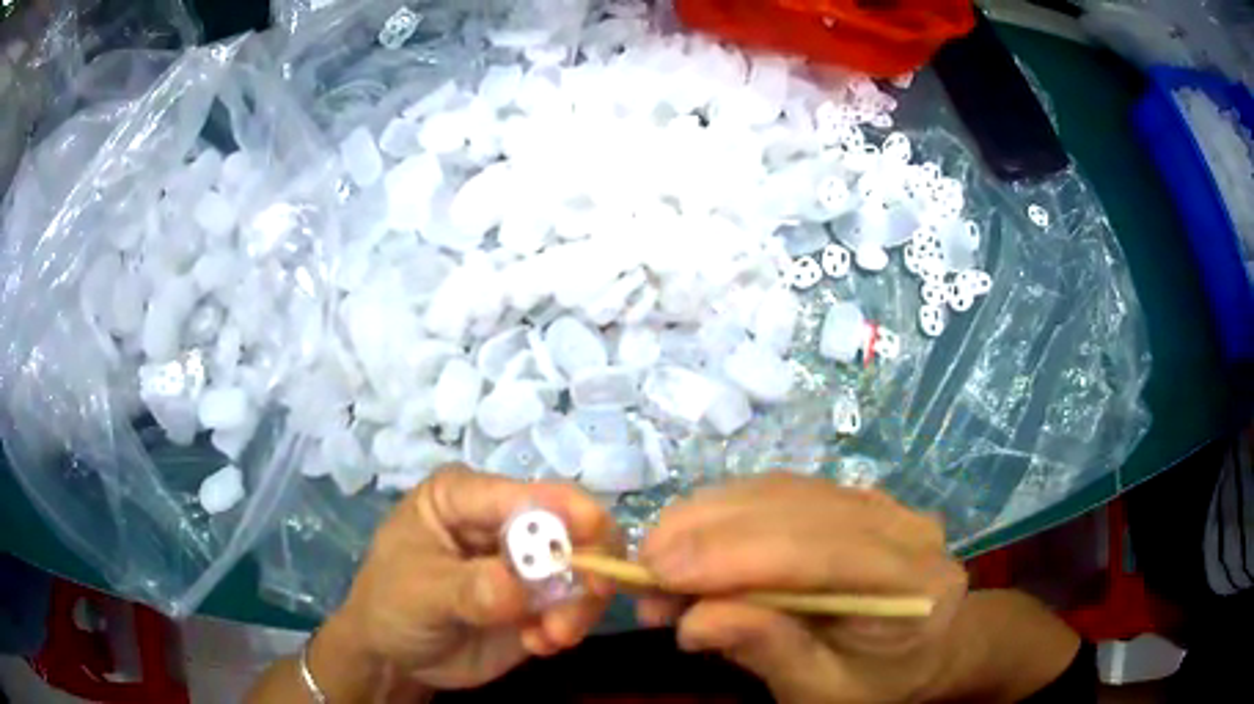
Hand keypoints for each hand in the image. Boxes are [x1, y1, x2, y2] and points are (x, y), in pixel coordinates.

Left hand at [311, 466, 617, 696]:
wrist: (395, 656)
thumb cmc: (392, 605)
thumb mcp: (421, 593)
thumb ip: (469, 588)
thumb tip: (520, 588)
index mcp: (466, 497)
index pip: (525, 494)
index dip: (567, 512)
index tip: (596, 545)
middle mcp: (503, 522)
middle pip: (571, 525)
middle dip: (589, 561)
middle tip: (593, 595)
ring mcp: (526, 564)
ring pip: (583, 568)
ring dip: (579, 604)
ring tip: (551, 637)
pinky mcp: (538, 601)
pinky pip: (576, 606)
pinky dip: (567, 627)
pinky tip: (538, 645)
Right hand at [636, 473, 969, 703]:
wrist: (919, 653)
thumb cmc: (873, 683)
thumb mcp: (821, 691)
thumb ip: (769, 650)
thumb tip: (694, 620)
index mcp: (916, 583)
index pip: (825, 552)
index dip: (738, 556)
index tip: (659, 572)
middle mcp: (904, 526)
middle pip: (797, 508)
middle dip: (707, 536)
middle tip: (642, 573)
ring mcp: (881, 503)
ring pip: (780, 491)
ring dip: (707, 520)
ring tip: (658, 563)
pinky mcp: (851, 498)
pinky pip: (779, 492)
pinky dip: (725, 514)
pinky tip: (693, 542)